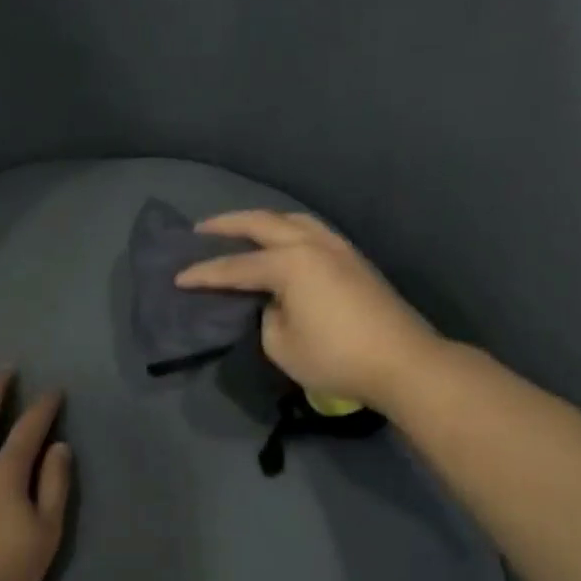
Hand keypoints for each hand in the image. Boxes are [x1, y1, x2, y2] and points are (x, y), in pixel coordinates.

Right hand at [175, 211, 439, 408]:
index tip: (178, 277)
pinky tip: (282, 242)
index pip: (235, 266)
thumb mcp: (281, 345)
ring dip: (262, 221)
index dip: (204, 273)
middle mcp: (311, 244)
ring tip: (242, 229)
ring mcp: (337, 247)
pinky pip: (311, 231)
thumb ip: (266, 316)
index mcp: (290, 263)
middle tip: (201, 230)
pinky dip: (287, 229)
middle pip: (262, 224)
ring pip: (292, 219)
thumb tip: (273, 302)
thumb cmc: (336, 357)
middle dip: (227, 225)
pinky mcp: (354, 259)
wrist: (402, 361)